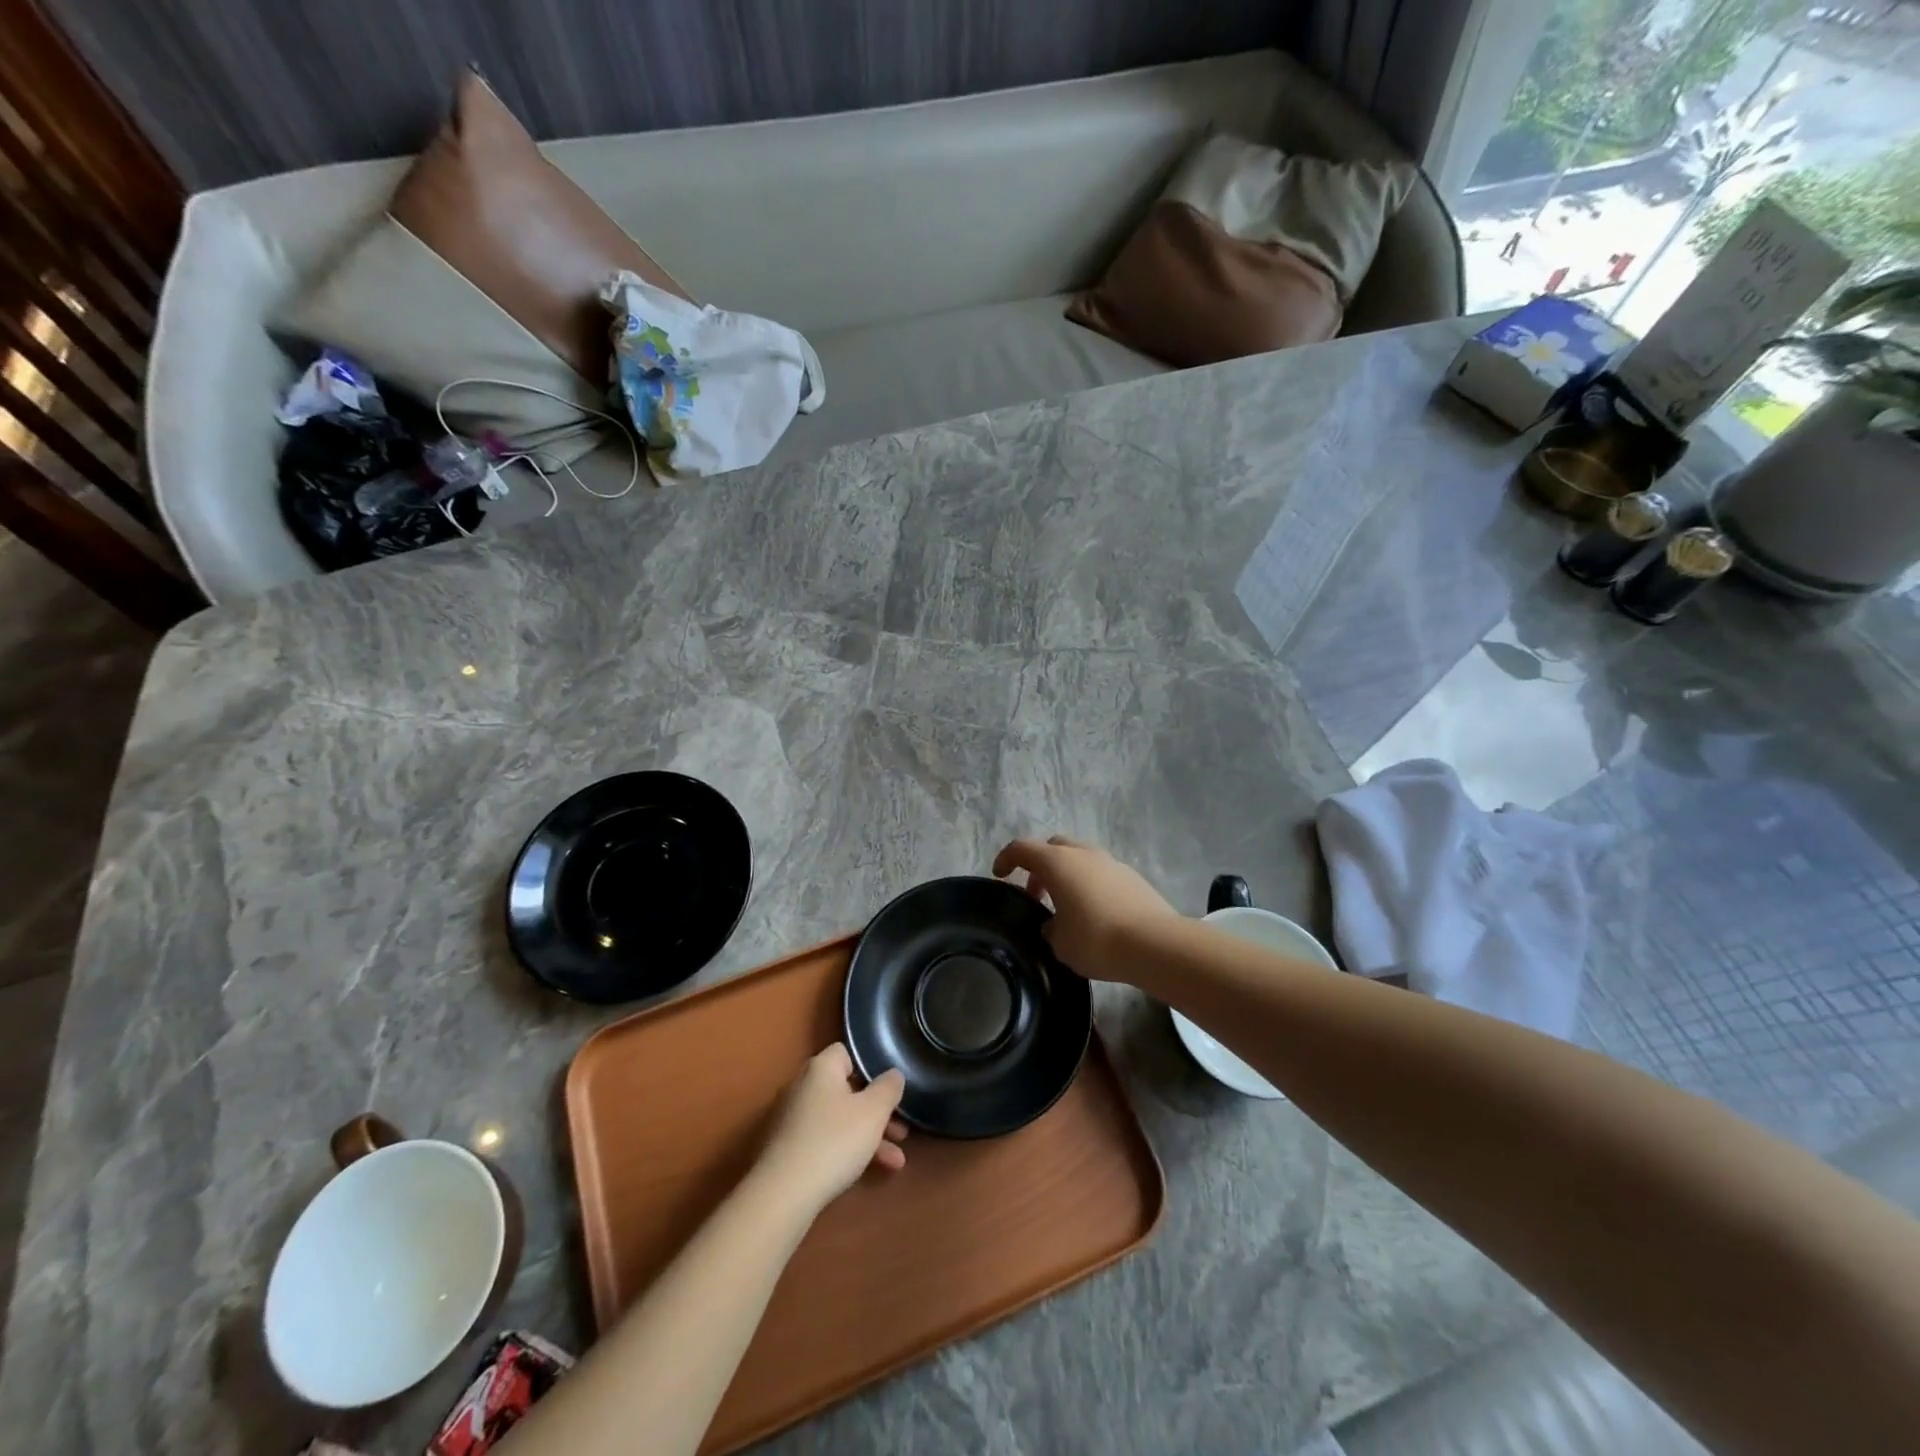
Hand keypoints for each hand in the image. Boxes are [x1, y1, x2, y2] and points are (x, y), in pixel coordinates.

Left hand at [754, 1044, 907, 1216]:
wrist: (783, 1194)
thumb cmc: (834, 1141)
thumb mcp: (873, 1112)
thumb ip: (889, 1088)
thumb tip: (893, 1074)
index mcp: (820, 1068)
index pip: (846, 1053)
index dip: (870, 1067)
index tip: (889, 1089)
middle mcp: (803, 1087)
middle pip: (847, 1090)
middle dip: (877, 1111)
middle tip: (901, 1131)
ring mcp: (793, 1119)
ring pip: (840, 1119)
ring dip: (869, 1136)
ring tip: (896, 1161)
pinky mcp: (788, 1149)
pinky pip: (826, 1140)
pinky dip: (847, 1150)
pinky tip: (867, 1171)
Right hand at [992, 836, 1180, 980]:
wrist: (1156, 944)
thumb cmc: (1097, 940)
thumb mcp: (1060, 943)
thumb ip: (1050, 929)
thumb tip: (1055, 925)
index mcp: (1058, 863)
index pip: (1022, 849)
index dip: (1006, 858)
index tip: (1000, 875)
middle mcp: (1083, 854)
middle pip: (1053, 847)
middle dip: (1040, 866)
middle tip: (1036, 894)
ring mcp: (1111, 862)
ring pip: (1080, 858)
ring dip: (1067, 875)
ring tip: (1065, 907)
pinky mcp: (1132, 877)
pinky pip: (1101, 873)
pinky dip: (1090, 884)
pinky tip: (1094, 913)